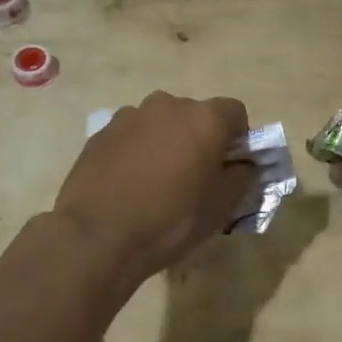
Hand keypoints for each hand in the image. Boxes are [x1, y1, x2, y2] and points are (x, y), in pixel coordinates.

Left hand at [51, 91, 256, 287]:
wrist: (98, 236)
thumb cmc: (171, 220)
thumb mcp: (223, 206)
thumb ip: (243, 176)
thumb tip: (243, 164)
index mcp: (204, 118)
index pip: (235, 112)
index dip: (237, 138)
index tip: (228, 167)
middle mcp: (168, 105)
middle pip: (195, 115)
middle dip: (200, 139)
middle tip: (194, 177)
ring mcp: (130, 115)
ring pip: (161, 124)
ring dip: (166, 142)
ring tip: (156, 181)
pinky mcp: (101, 132)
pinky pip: (132, 135)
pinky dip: (137, 151)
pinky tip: (129, 184)